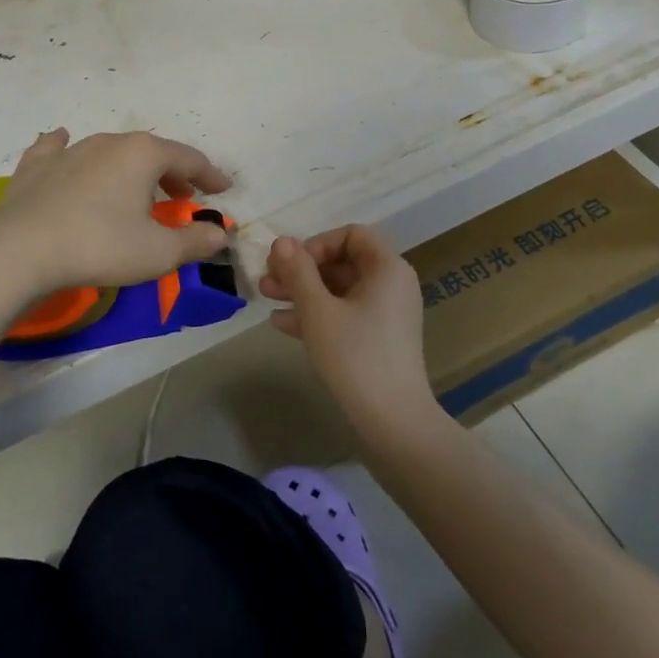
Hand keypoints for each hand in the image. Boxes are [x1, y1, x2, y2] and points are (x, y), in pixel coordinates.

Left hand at [0, 129, 231, 296]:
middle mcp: (110, 141)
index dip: (210, 175)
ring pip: (111, 151)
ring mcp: (70, 150)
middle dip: (172, 172)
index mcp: (144, 155)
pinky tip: (63, 143)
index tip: (223, 188)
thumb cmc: (100, 246)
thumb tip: (219, 233)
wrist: (20, 251)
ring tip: (136, 189)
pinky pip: (58, 148)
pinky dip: (69, 148)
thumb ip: (194, 241)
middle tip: (182, 196)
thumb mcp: (158, 253)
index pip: (189, 159)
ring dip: (130, 168)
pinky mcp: (37, 165)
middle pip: (151, 152)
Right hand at [259, 226, 442, 438]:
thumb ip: (298, 272)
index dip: (317, 243)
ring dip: (303, 291)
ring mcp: (387, 314)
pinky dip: (317, 314)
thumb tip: (282, 241)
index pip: (351, 235)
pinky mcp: (379, 339)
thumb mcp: (318, 310)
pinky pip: (346, 314)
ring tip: (266, 297)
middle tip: (266, 280)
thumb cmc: (355, 356)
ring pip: (340, 290)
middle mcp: (392, 284)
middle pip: (342, 262)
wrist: (392, 422)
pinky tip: (282, 324)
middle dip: (302, 270)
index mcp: (387, 268)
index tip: (292, 265)